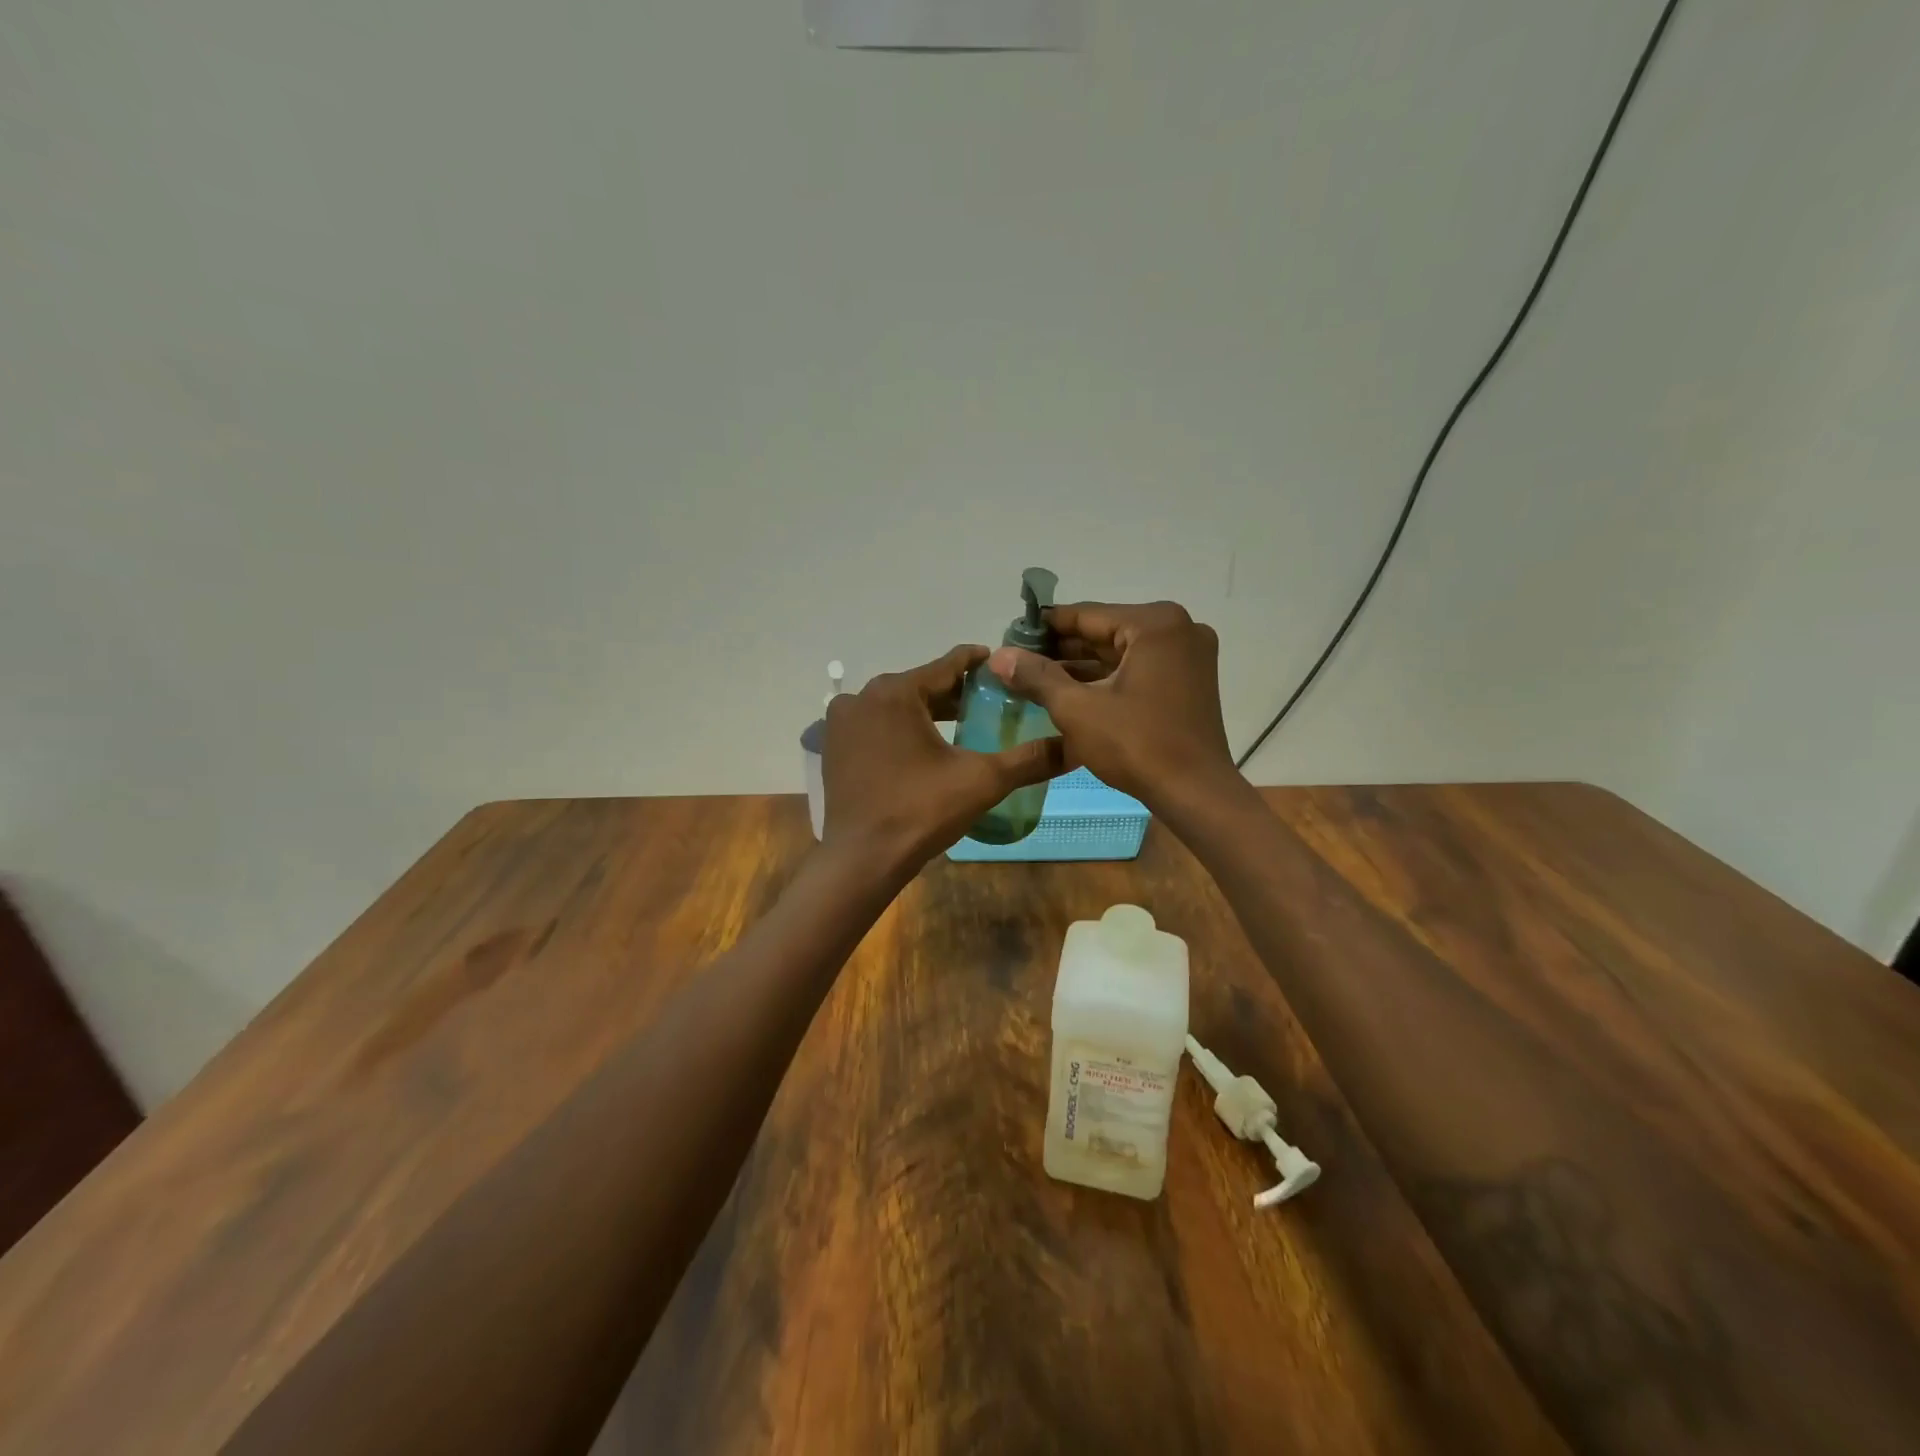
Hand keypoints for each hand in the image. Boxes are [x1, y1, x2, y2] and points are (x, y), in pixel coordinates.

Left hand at [822, 645, 1066, 871]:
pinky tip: (925, 747)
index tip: (1004, 666)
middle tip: (992, 701)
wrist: (862, 859)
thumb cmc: (921, 811)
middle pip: (921, 684)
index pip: (948, 665)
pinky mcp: (834, 746)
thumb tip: (1073, 746)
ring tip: (964, 723)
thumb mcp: (982, 781)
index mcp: (896, 692)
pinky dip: (901, 728)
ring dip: (928, 711)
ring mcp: (843, 722)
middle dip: (956, 692)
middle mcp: (863, 696)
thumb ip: (1028, 758)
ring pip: (897, 705)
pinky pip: (876, 725)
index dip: (980, 663)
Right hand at [986, 601, 1239, 815]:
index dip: (1044, 627)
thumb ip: (1037, 676)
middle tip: (1019, 661)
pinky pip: (1138, 669)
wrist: (1195, 793)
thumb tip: (998, 655)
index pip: (1086, 615)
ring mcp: (1188, 655)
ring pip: (1121, 653)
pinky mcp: (1190, 681)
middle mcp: (1178, 629)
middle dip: (1062, 649)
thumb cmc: (1136, 744)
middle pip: (1105, 632)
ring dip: (1081, 666)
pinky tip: (1070, 691)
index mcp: (1154, 624)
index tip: (1010, 637)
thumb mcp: (1077, 708)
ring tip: (1035, 679)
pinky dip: (1107, 679)